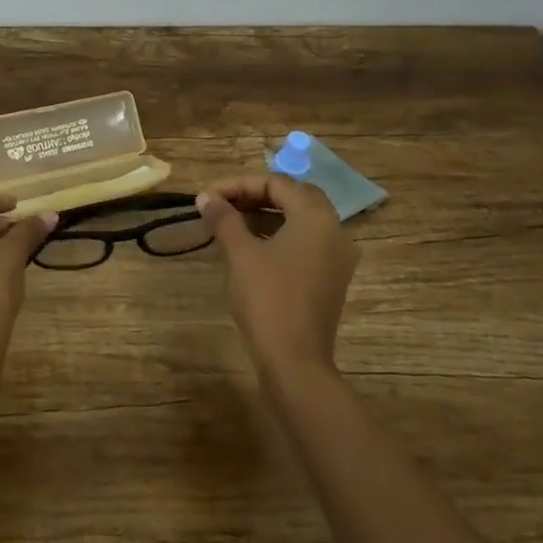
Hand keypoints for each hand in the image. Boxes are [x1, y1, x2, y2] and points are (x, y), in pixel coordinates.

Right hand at [197, 174, 356, 379]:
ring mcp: (336, 256)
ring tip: (229, 221)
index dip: (238, 184)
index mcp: (316, 217)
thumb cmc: (268, 299)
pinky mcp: (330, 278)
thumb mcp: (241, 254)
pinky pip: (304, 242)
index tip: (207, 195)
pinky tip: (249, 244)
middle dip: (254, 194)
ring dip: (265, 214)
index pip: (276, 183)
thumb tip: (206, 197)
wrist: (295, 360)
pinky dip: (278, 234)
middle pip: (293, 197)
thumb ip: (224, 219)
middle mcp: (335, 230)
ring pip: (300, 220)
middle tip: (221, 203)